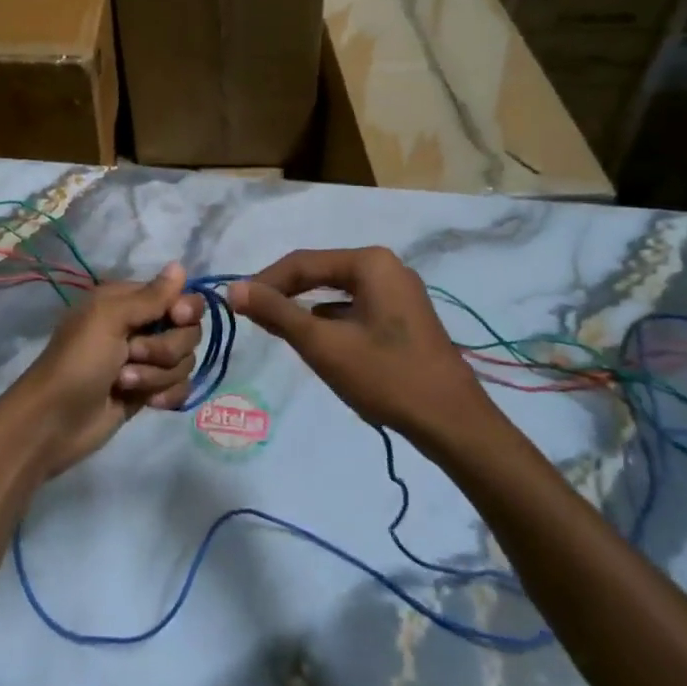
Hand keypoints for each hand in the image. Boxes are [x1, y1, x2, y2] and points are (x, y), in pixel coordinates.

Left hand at [1, 263, 202, 479]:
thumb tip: (180, 265)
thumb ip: (150, 296)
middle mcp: (140, 326)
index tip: (177, 317)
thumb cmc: (78, 361)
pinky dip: (166, 395)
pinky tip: (148, 403)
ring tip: (124, 383)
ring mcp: (146, 361)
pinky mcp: (148, 391)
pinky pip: (180, 387)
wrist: (54, 421)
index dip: (184, 308)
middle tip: (132, 354)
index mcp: (128, 301)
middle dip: (165, 348)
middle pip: (188, 330)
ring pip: (184, 361)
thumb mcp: (109, 319)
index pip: (179, 296)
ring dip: (156, 375)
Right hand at [229, 248, 491, 441]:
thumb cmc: (386, 377)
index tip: (236, 305)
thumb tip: (233, 289)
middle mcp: (386, 267)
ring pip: (337, 292)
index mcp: (369, 262)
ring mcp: (399, 292)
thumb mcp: (323, 345)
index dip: (265, 282)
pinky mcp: (404, 316)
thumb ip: (277, 314)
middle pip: (320, 273)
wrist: (453, 423)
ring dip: (306, 309)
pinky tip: (319, 343)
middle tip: (253, 317)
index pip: (302, 262)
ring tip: (279, 331)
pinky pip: (355, 308)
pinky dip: (331, 321)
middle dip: (285, 294)